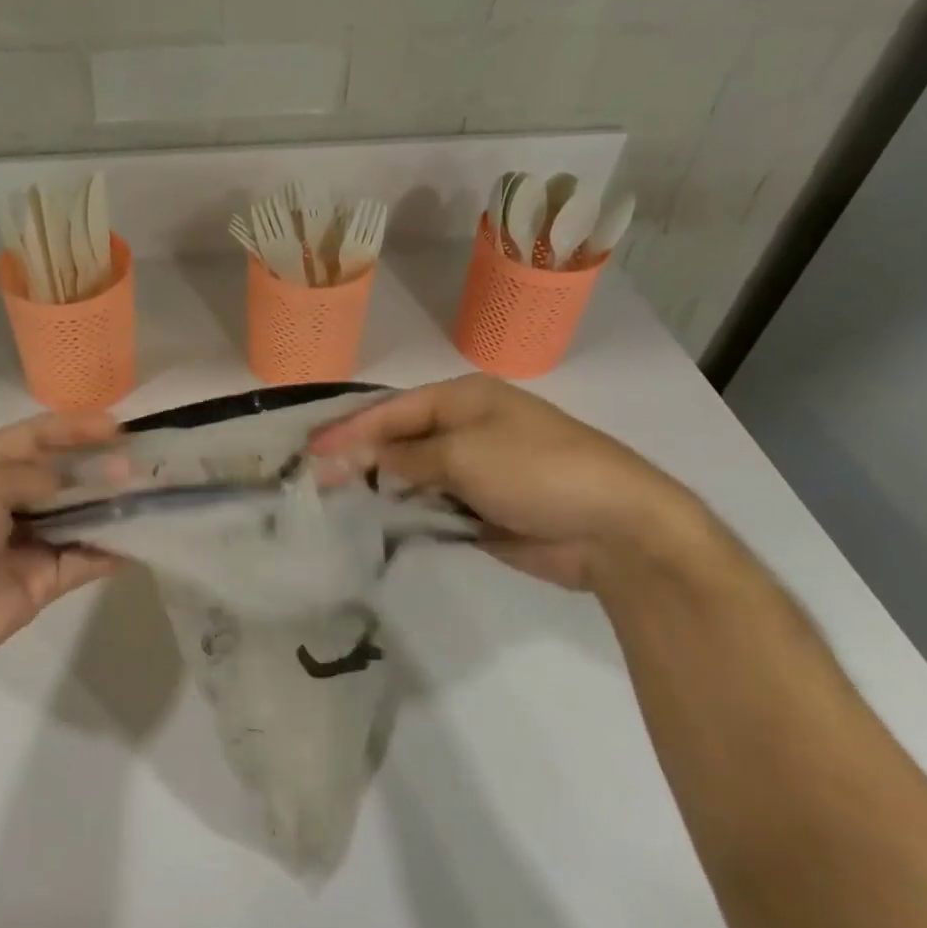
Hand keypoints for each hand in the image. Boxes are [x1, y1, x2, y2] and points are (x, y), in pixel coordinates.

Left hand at [0, 410, 122, 682]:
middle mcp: (4, 498)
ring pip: (77, 515)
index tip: (118, 427)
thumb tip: (77, 482)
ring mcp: (24, 541)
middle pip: (62, 476)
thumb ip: (38, 476)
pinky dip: (109, 549)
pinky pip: (82, 559)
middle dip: (100, 467)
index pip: (36, 436)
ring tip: (151, 495)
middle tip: (141, 465)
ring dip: (110, 506)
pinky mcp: (41, 582)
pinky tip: (141, 537)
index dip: (75, 428)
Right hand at [310, 375, 703, 589]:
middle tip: (314, 477)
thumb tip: (370, 458)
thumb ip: (409, 456)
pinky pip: (432, 505)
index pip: (393, 410)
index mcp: (464, 399)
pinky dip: (405, 513)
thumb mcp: (466, 455)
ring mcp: (475, 470)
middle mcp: (465, 428)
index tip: (311, 450)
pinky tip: (375, 522)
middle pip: (399, 439)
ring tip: (333, 501)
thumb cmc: (537, 471)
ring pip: (412, 474)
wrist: (616, 528)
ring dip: (379, 486)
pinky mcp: (482, 508)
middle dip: (359, 456)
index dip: (350, 429)